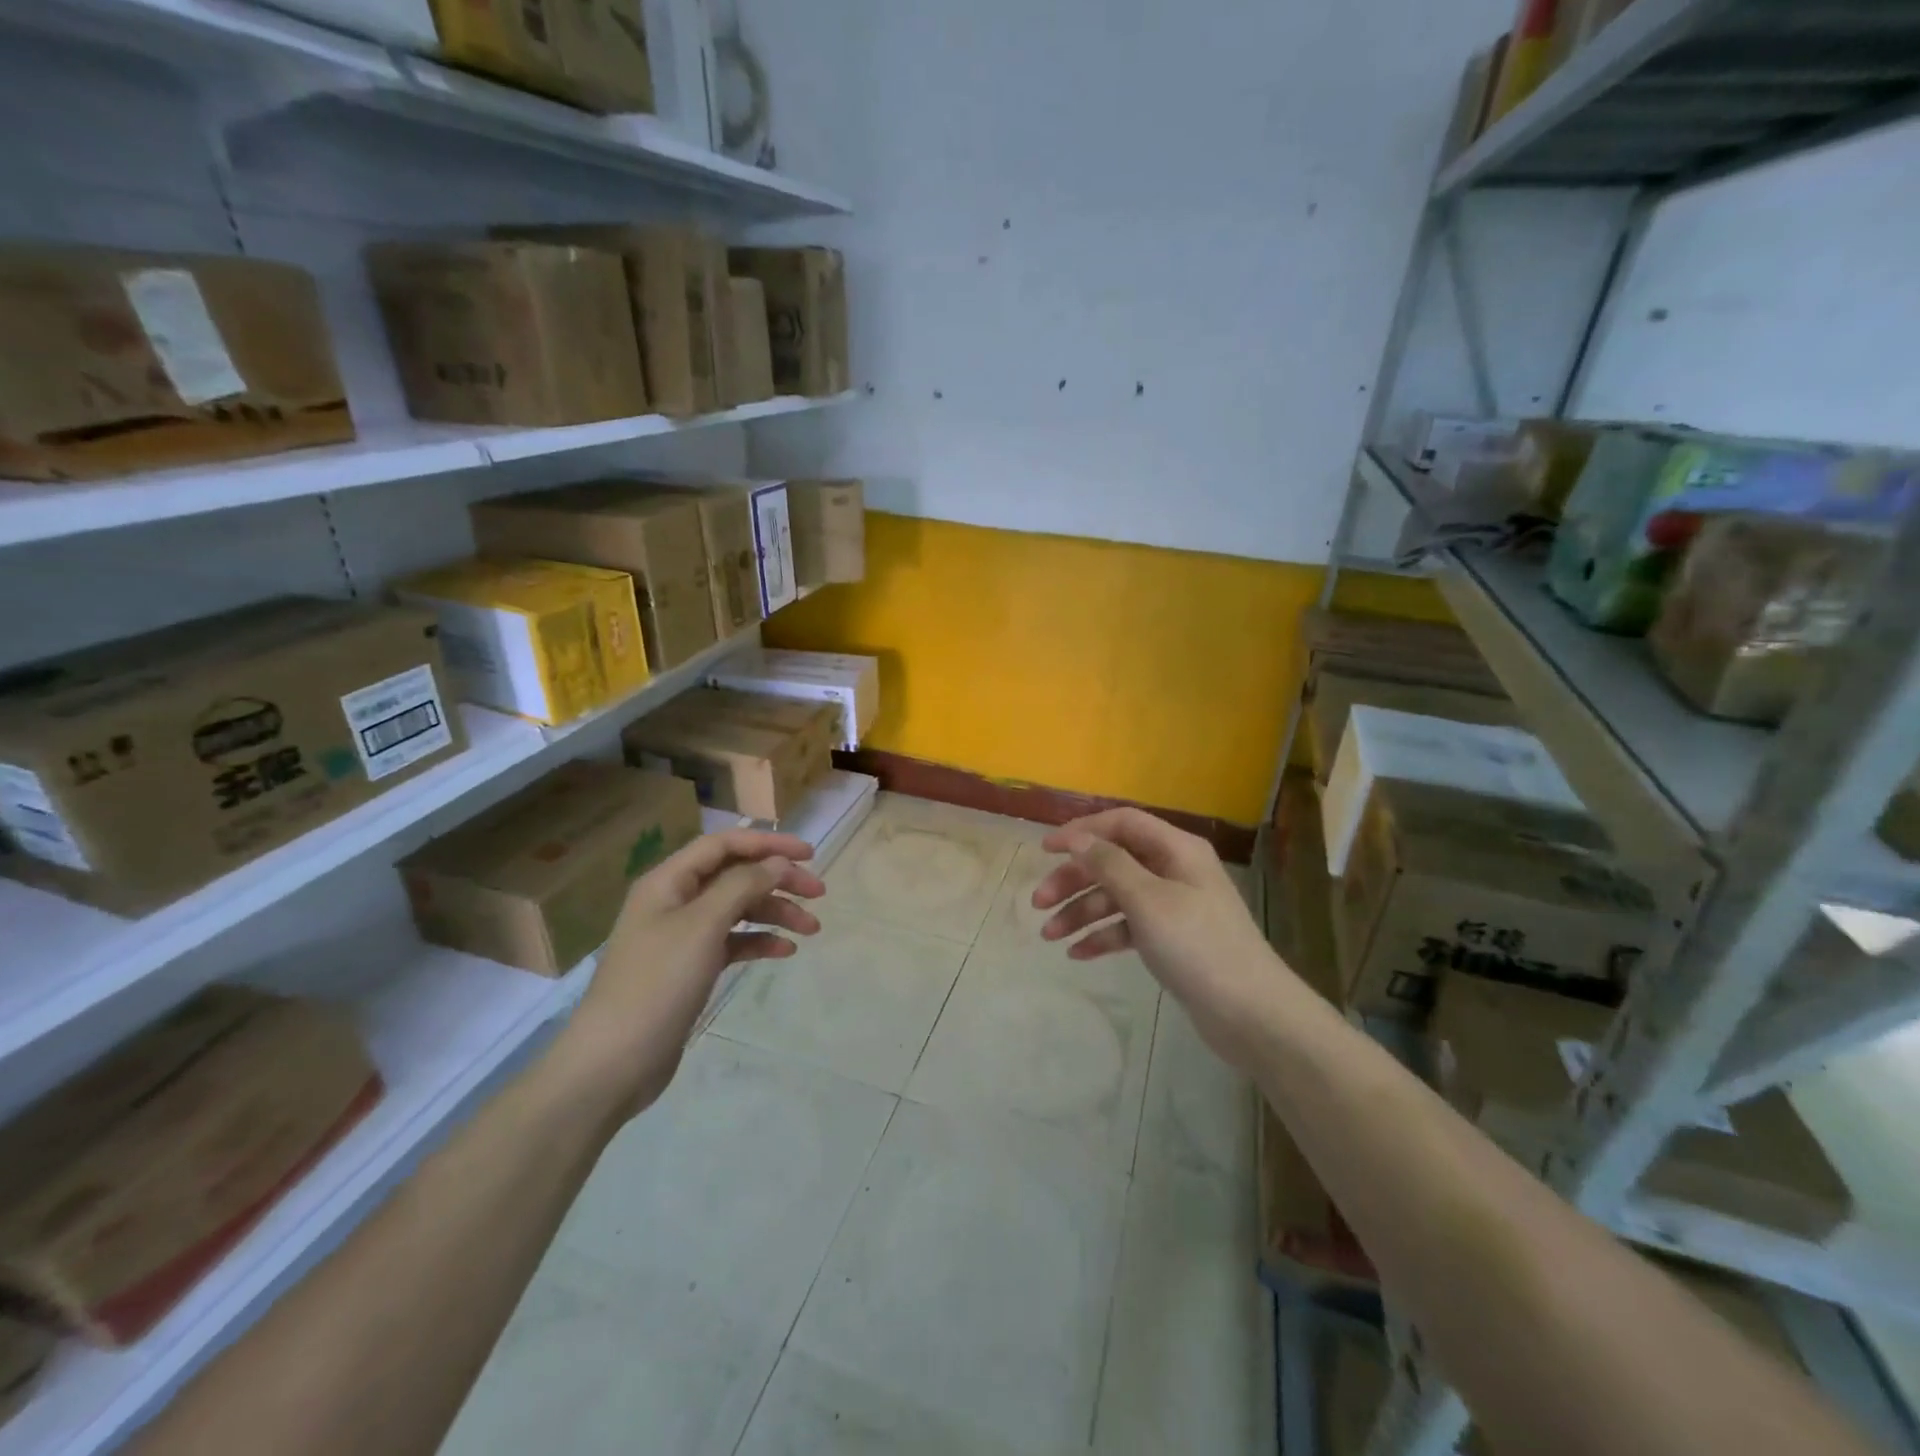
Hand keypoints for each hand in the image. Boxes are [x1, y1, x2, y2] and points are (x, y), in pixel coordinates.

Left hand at [553, 830, 824, 1121]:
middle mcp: (675, 901)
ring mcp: (682, 936)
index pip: (724, 845)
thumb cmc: (657, 983)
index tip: (809, 854)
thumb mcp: (702, 926)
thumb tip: (778, 862)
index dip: (768, 843)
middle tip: (818, 893)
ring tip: (812, 928)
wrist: (613, 1062)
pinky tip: (785, 952)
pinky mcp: (690, 968)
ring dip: (775, 913)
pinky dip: (759, 942)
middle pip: (735, 875)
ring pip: (738, 909)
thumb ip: (743, 885)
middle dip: (778, 880)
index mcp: (668, 881)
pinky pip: (732, 942)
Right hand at [1032, 808, 1294, 1068]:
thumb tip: (1076, 838)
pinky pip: (1128, 927)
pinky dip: (1103, 936)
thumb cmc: (1198, 946)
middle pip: (1113, 861)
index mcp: (1176, 849)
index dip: (1081, 831)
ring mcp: (1173, 905)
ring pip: (1116, 897)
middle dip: (1074, 880)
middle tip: (1038, 902)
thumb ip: (1109, 865)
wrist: (1251, 1014)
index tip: (1045, 849)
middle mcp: (1174, 870)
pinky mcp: (1171, 938)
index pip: (1121, 823)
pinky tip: (1077, 954)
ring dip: (1081, 912)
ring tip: (1048, 936)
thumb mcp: (1148, 900)